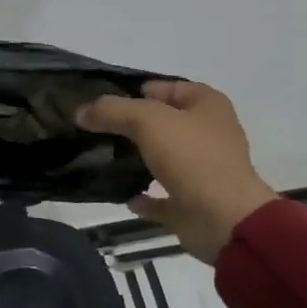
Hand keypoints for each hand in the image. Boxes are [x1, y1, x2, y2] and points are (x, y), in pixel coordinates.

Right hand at [77, 80, 276, 263]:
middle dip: (135, 125)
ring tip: (104, 157)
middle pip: (166, 123)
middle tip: (98, 127)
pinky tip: (124, 196)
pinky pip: (165, 197)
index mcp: (208, 106)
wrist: (224, 220)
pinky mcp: (196, 204)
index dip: (138, 90)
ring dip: (140, 159)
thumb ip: (112, 110)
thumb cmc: (191, 157)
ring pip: (166, 158)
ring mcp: (205, 171)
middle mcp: (210, 135)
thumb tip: (81, 111)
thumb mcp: (146, 120)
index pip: (168, 87)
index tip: (105, 100)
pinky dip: (147, 198)